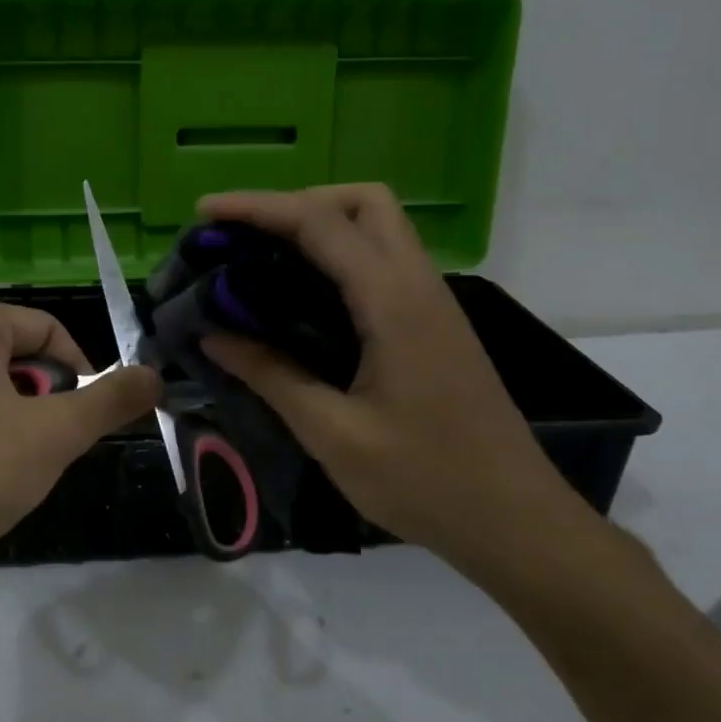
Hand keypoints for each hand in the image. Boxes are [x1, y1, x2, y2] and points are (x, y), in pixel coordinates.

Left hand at [0, 300, 160, 581]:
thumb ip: (113, 399)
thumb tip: (156, 375)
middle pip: (9, 355)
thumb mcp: (56, 434)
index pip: (45, 329)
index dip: (79, 372)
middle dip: (40, 397)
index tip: (86, 419)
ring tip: (8, 466)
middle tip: (47, 446)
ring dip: (7, 416)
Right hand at [197, 185, 592, 590]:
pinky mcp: (434, 324)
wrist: (514, 519)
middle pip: (363, 202)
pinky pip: (384, 262)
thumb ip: (272, 376)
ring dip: (321, 226)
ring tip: (264, 260)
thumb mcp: (334, 435)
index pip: (320, 223)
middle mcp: (418, 285)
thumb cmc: (425, 480)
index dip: (259, 208)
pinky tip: (304, 298)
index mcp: (393, 303)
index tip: (205, 211)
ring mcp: (432, 302)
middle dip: (299, 202)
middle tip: (246, 236)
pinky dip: (339, 257)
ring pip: (379, 227)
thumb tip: (212, 337)